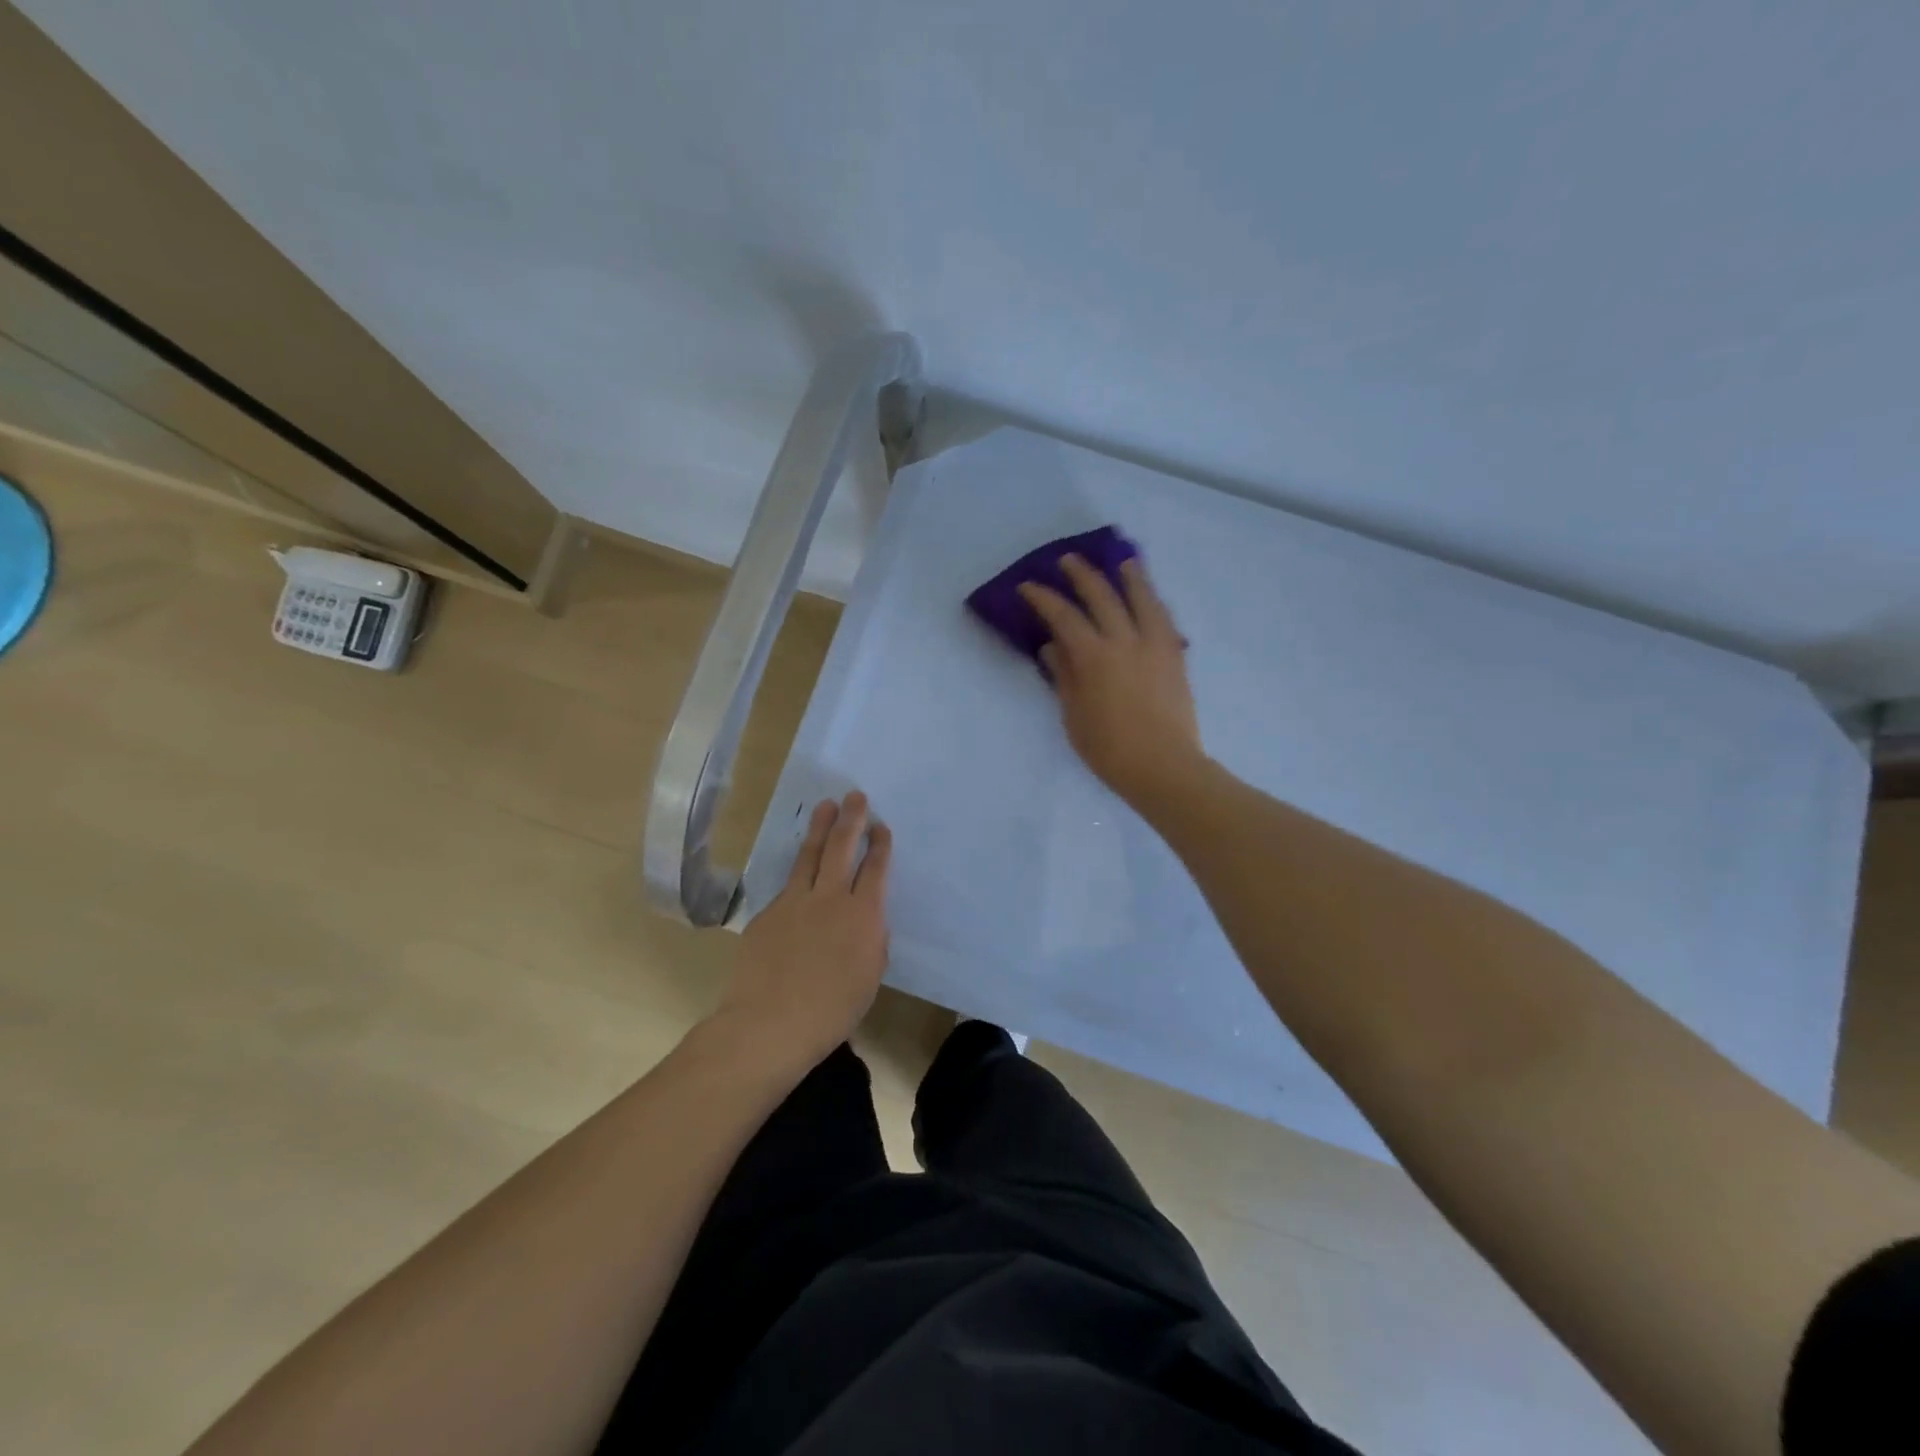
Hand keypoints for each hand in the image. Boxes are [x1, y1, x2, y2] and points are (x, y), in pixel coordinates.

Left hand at [716, 792, 892, 1070]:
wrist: (770, 1023)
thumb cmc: (832, 1010)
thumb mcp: (869, 976)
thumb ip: (871, 940)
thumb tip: (867, 921)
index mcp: (863, 915)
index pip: (875, 869)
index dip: (879, 845)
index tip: (881, 827)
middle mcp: (830, 898)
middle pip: (841, 848)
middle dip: (851, 819)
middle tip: (855, 796)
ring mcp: (794, 902)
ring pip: (810, 856)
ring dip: (820, 828)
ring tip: (825, 806)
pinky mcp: (768, 912)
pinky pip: (787, 887)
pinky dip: (798, 874)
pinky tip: (800, 873)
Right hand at [1018, 555, 1204, 806]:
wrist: (1164, 767)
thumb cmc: (1110, 749)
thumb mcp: (1074, 716)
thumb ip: (1064, 676)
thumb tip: (1052, 647)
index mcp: (1094, 657)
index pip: (1064, 616)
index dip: (1044, 598)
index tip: (1028, 586)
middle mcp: (1126, 641)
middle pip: (1103, 596)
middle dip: (1082, 575)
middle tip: (1068, 561)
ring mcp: (1155, 645)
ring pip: (1142, 598)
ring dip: (1129, 576)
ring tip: (1122, 562)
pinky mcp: (1175, 656)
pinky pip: (1163, 617)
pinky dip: (1153, 601)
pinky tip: (1149, 598)